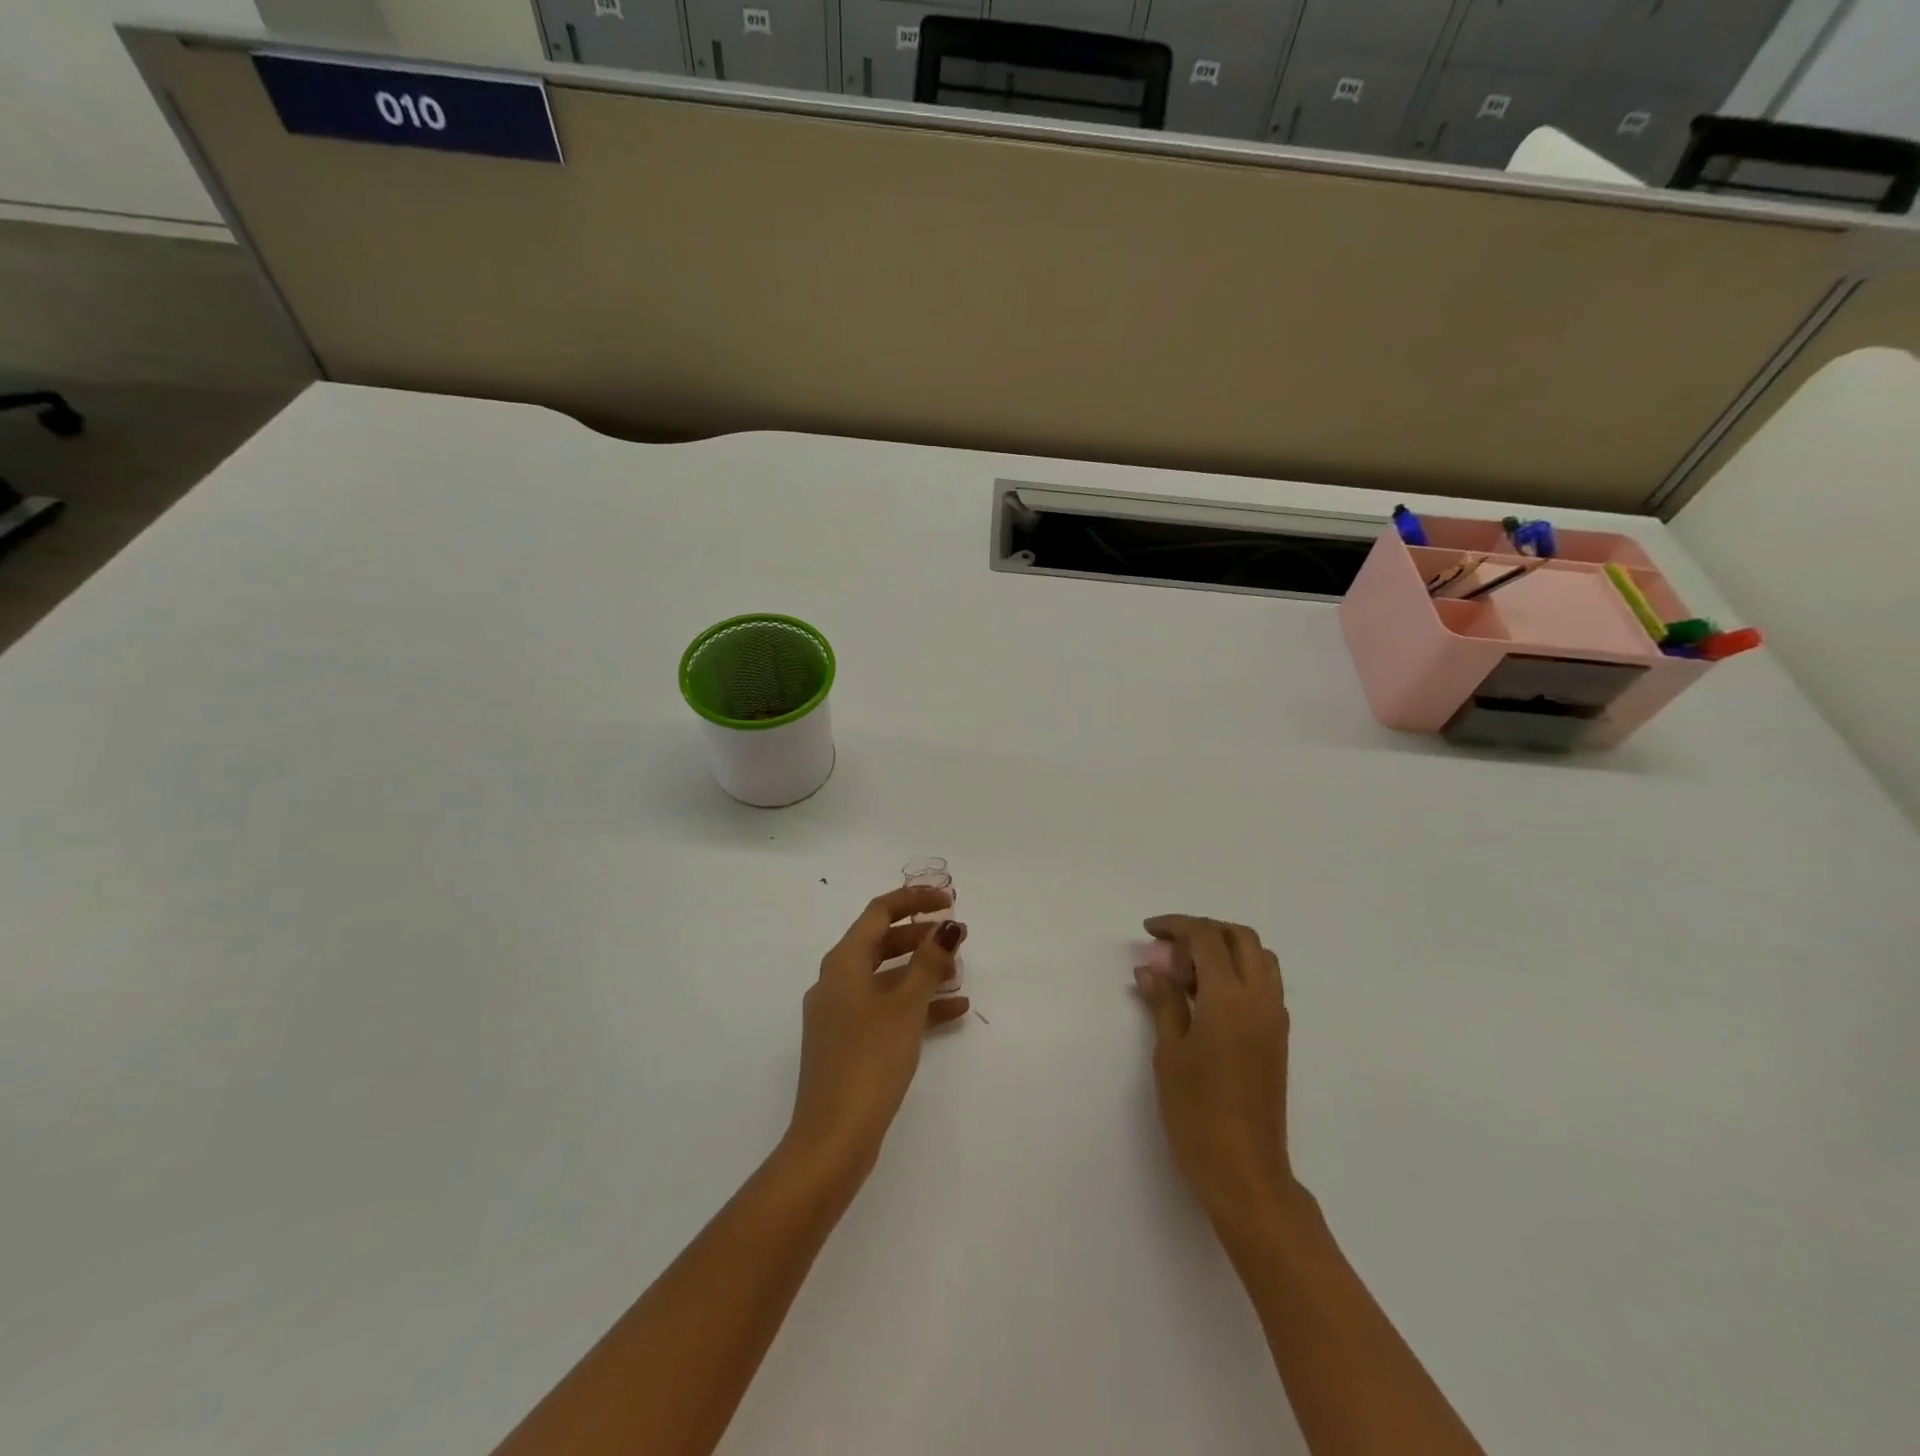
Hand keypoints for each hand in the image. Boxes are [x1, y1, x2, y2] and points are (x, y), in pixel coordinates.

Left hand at [786, 886, 968, 1183]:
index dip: (914, 899)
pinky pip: (886, 1009)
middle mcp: (836, 981)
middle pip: (882, 942)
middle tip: (958, 937)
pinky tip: (954, 1012)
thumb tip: (947, 927)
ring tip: (959, 974)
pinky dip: (916, 1004)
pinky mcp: (849, 1043)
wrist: (833, 1138)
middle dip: (921, 936)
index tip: (949, 900)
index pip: (879, 912)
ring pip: (886, 977)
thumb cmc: (870, 1060)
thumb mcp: (906, 1006)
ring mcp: (840, 1014)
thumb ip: (929, 962)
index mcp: (843, 962)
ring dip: (922, 971)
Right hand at [1134, 915, 1294, 1223]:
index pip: (1207, 938)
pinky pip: (1265, 983)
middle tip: (1170, 947)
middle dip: (1204, 930)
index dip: (1177, 926)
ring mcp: (1274, 1019)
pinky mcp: (1278, 1038)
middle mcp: (1260, 999)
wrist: (1244, 1170)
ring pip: (1259, 958)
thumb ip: (1164, 1002)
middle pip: (1241, 938)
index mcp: (1230, 998)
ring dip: (1226, 948)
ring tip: (1189, 970)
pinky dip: (1239, 971)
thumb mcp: (1169, 1052)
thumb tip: (1150, 969)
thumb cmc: (1197, 1111)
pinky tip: (1208, 996)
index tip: (1149, 930)